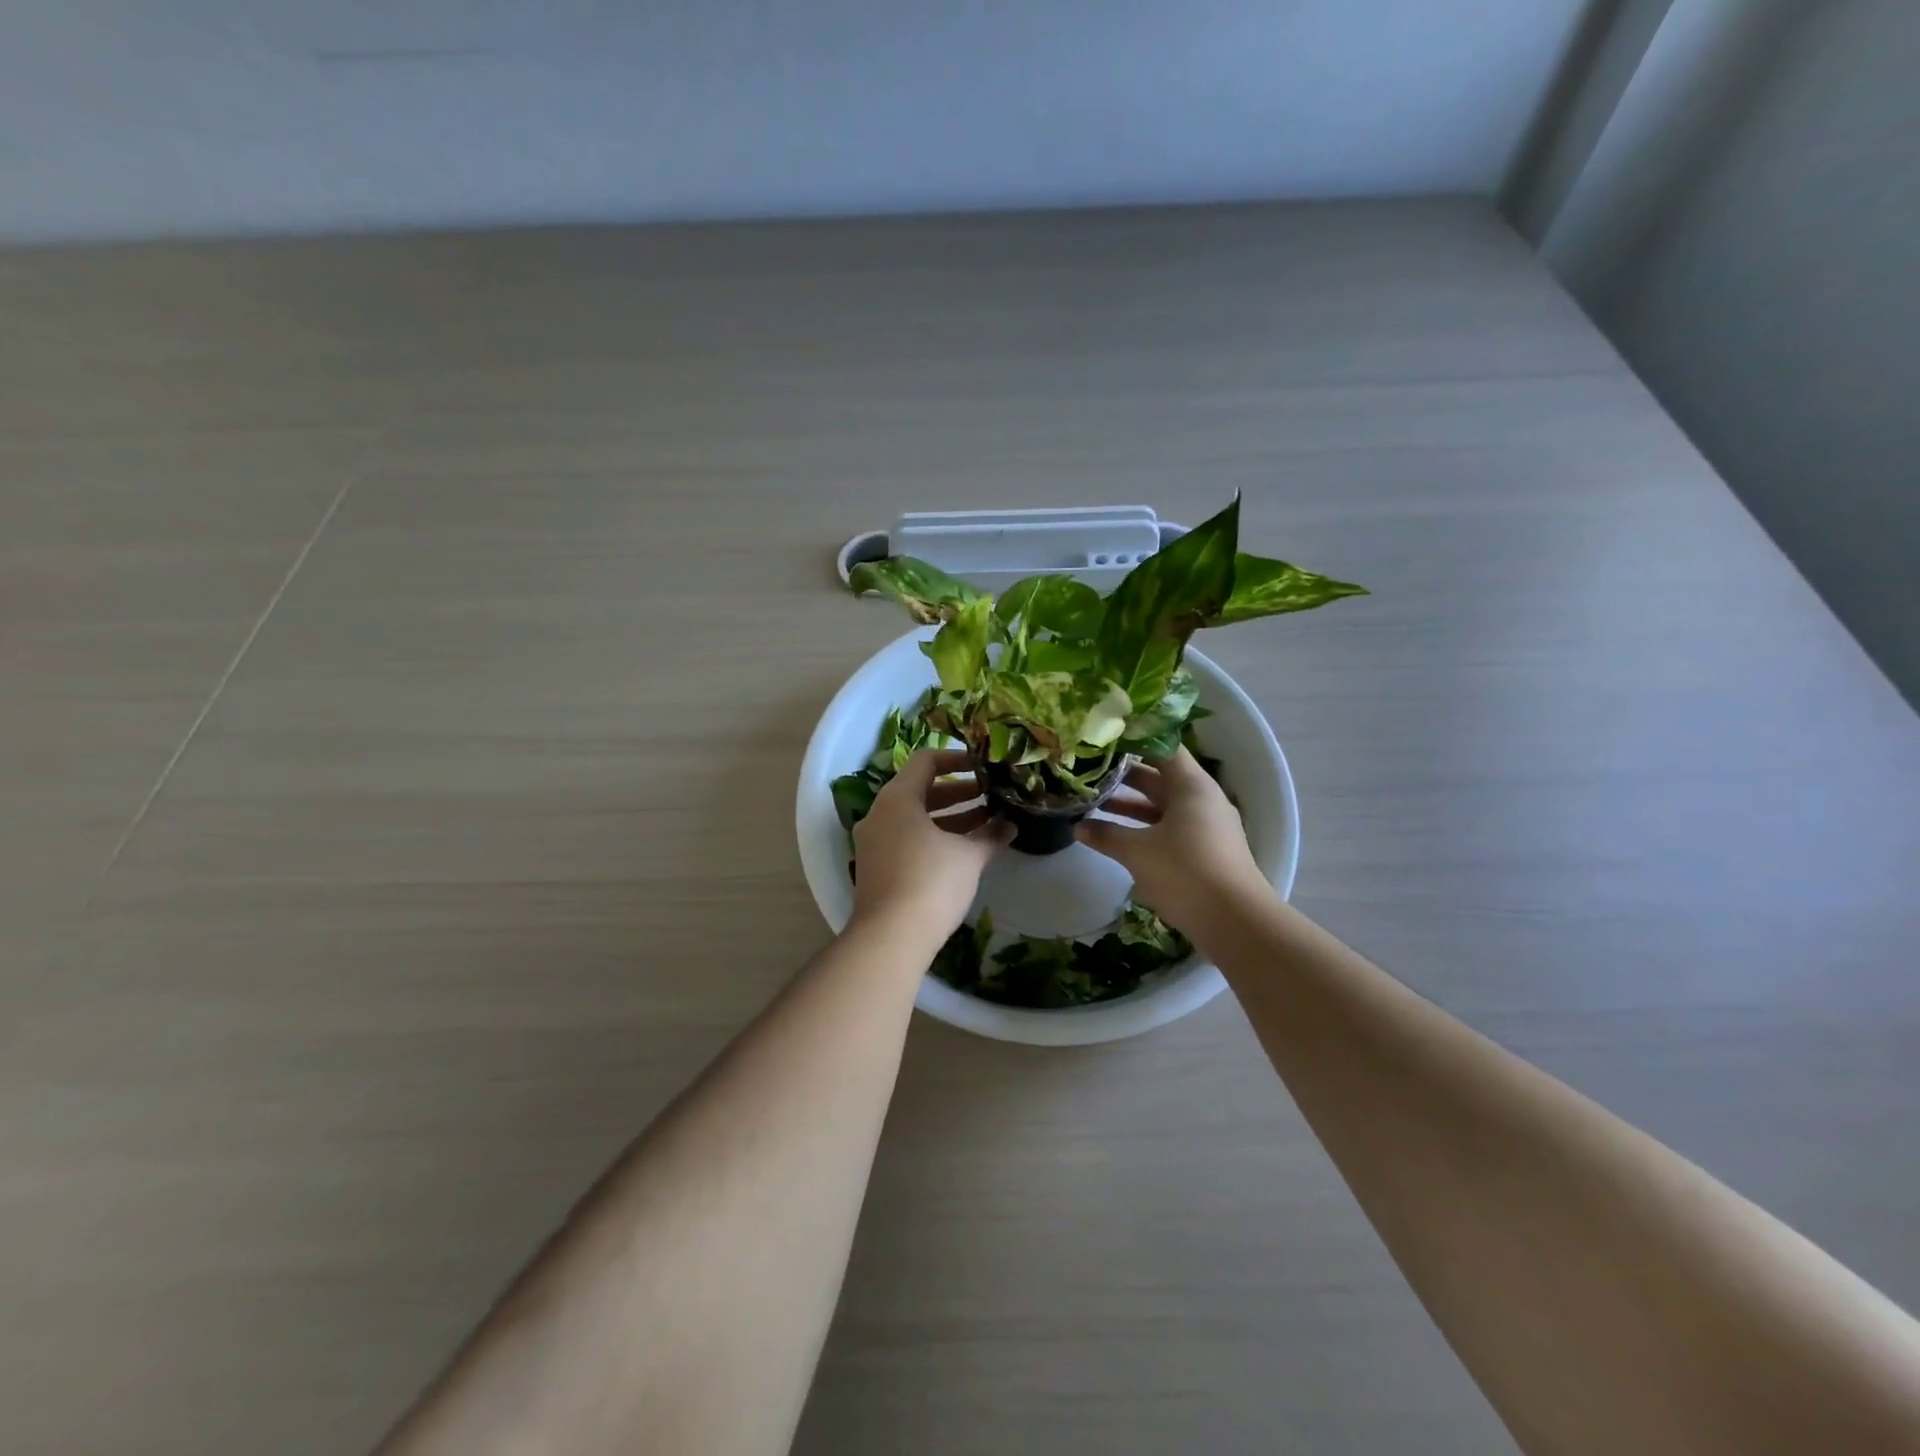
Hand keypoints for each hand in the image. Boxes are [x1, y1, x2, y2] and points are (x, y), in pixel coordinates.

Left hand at [851, 749, 1012, 936]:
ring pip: (915, 818)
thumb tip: (1011, 825)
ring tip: (986, 822)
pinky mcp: (876, 867)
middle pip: (920, 789)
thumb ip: (990, 835)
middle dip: (958, 792)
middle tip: (990, 796)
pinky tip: (964, 851)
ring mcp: (874, 842)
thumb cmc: (931, 882)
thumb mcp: (968, 856)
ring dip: (949, 817)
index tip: (984, 766)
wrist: (890, 937)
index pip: (926, 761)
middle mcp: (880, 814)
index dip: (957, 759)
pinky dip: (934, 837)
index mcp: (897, 798)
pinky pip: (907, 839)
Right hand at [1076, 747, 1271, 935]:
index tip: (1103, 738)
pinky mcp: (1206, 851)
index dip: (1133, 740)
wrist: (1235, 921)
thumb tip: (1078, 826)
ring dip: (1132, 804)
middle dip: (1125, 775)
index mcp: (1192, 785)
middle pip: (1161, 776)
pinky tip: (1119, 835)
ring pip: (1164, 805)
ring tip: (1095, 802)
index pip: (1162, 747)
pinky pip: (1171, 827)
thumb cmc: (1185, 871)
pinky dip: (1145, 826)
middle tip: (1090, 770)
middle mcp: (1202, 799)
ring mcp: (1207, 826)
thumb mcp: (1137, 851)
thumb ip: (1106, 835)